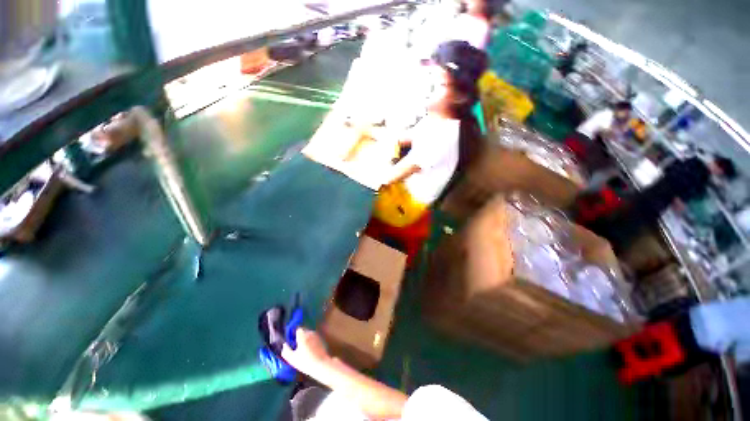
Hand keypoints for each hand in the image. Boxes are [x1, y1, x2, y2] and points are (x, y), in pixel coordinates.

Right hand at [281, 328, 332, 376]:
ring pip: (309, 335)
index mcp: (303, 336)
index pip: (298, 329)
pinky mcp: (321, 340)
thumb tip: (284, 345)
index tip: (292, 341)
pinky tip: (310, 351)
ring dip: (306, 339)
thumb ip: (286, 350)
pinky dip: (311, 342)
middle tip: (297, 347)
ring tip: (304, 350)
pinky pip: (314, 338)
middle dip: (300, 337)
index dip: (294, 334)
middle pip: (303, 331)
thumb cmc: (305, 362)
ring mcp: (317, 336)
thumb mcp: (292, 359)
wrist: (321, 365)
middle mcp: (310, 333)